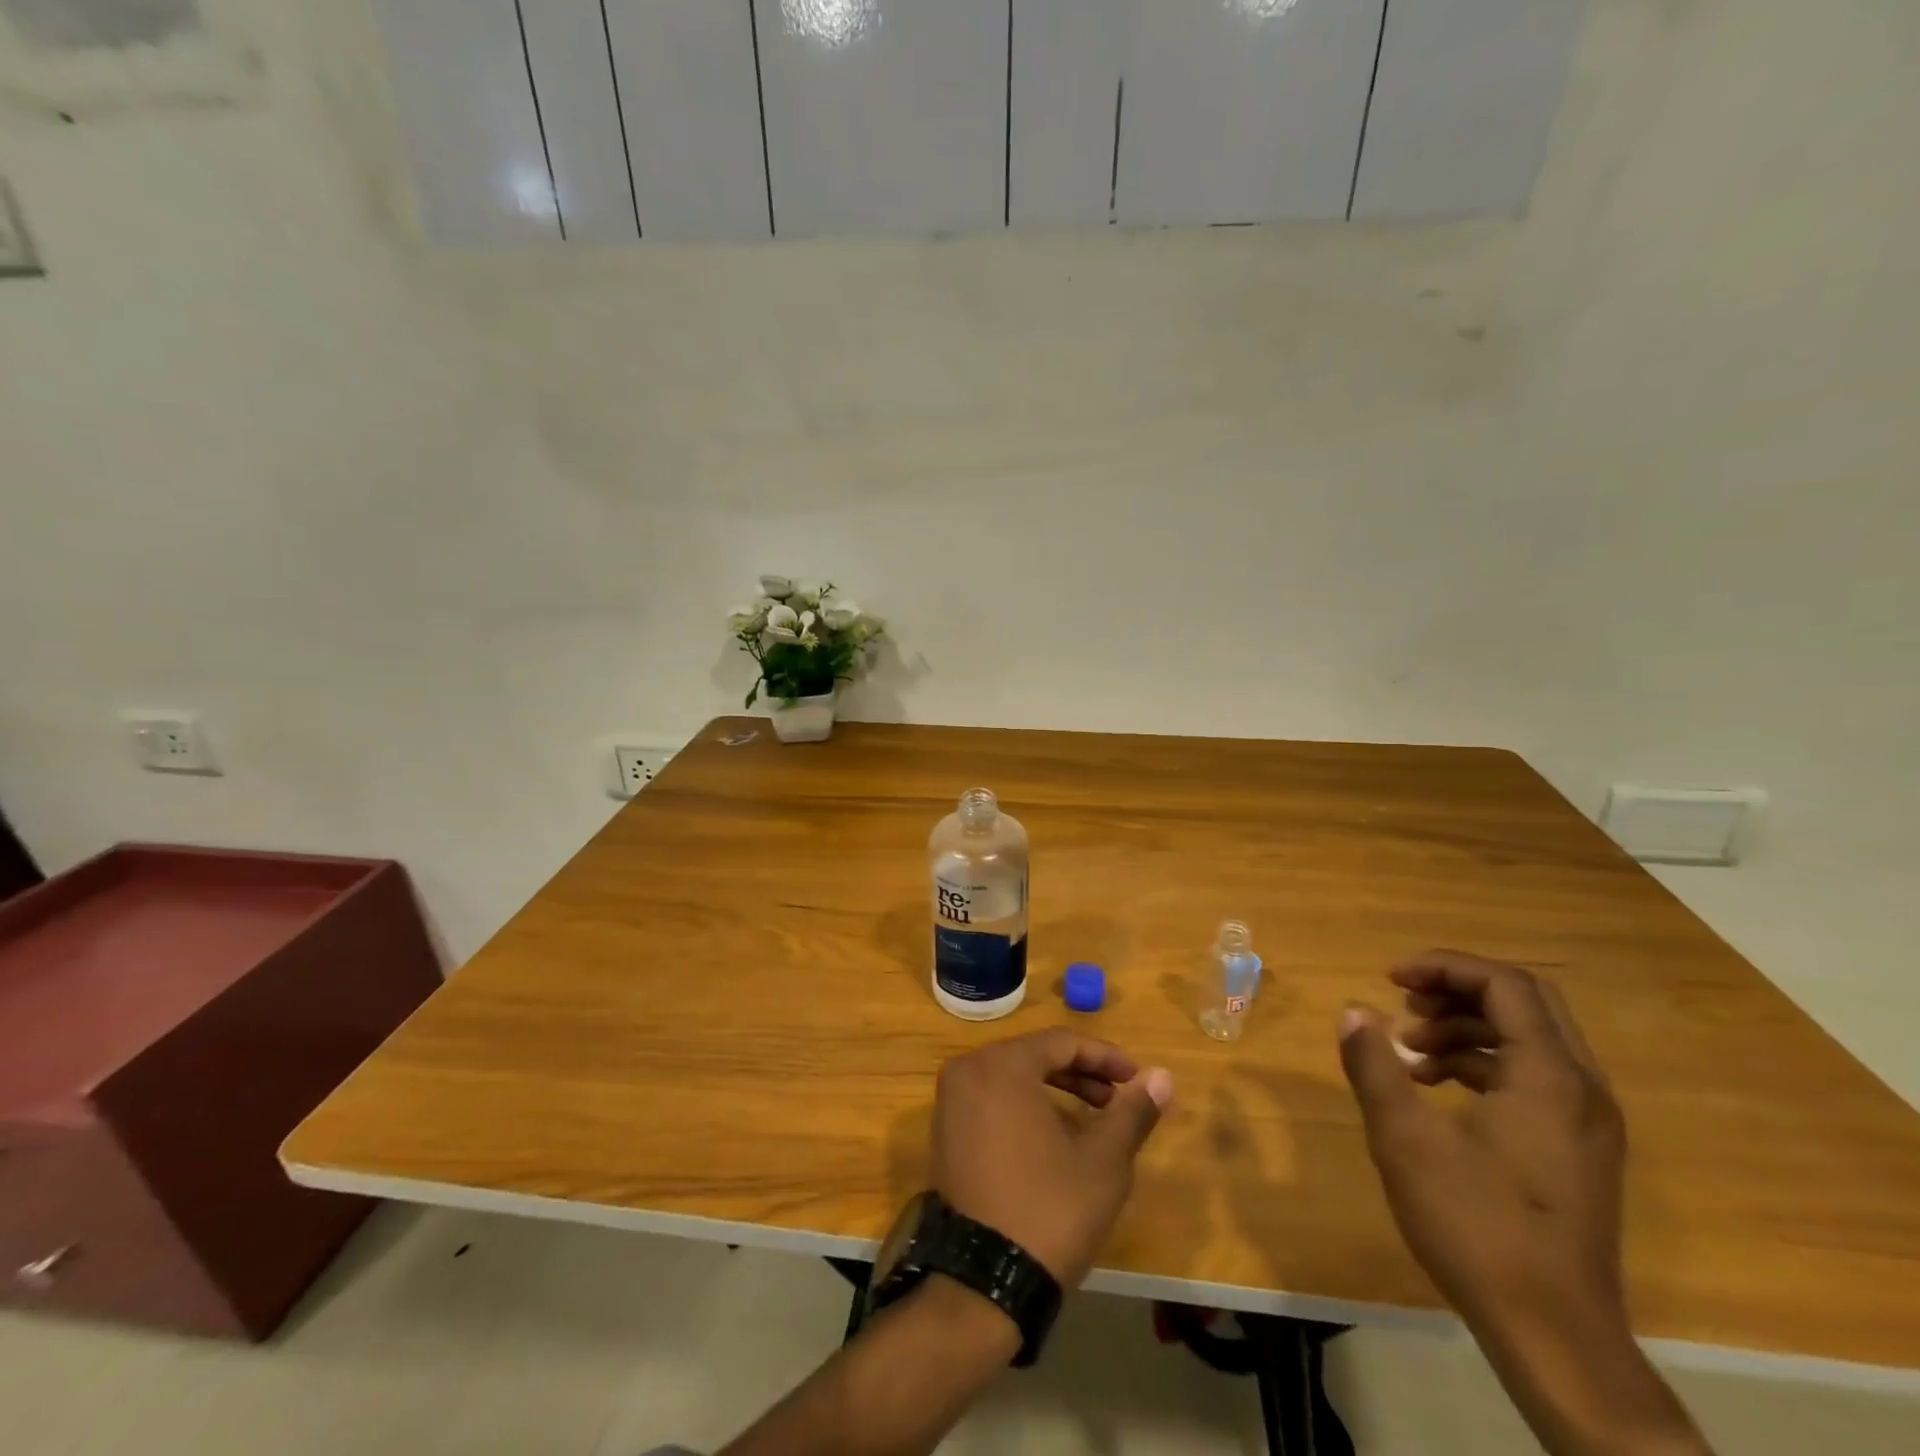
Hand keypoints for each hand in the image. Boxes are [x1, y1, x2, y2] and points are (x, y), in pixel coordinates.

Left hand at [931, 1029, 1173, 1286]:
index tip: (1136, 1079)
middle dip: (1081, 1074)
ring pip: (1013, 1078)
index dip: (1104, 1057)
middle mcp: (968, 1071)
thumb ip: (1132, 1112)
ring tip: (1094, 1120)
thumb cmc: (1049, 1209)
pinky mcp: (945, 1132)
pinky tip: (1054, 1138)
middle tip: (1117, 1099)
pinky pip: (992, 1100)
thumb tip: (1163, 1076)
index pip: (1061, 1042)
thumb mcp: (1103, 1160)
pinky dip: (1025, 1107)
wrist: (983, 1282)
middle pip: (1034, 1056)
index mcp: (1002, 1065)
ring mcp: (950, 1102)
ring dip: (1055, 1091)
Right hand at [1338, 950, 1625, 1336]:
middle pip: (1523, 1003)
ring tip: (1409, 1050)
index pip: (1503, 984)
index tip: (1390, 978)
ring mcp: (1587, 1122)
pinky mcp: (1579, 1150)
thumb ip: (1374, 1065)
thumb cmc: (1476, 1226)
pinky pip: (1532, 1076)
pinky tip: (1435, 1088)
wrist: (1555, 1336)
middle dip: (1456, 991)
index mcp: (1550, 1076)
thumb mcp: (1405, 1138)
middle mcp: (1583, 1088)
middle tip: (1402, 1001)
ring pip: (1528, 1039)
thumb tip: (1352, 1012)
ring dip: (1465, 1028)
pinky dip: (1482, 1063)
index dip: (1444, 967)